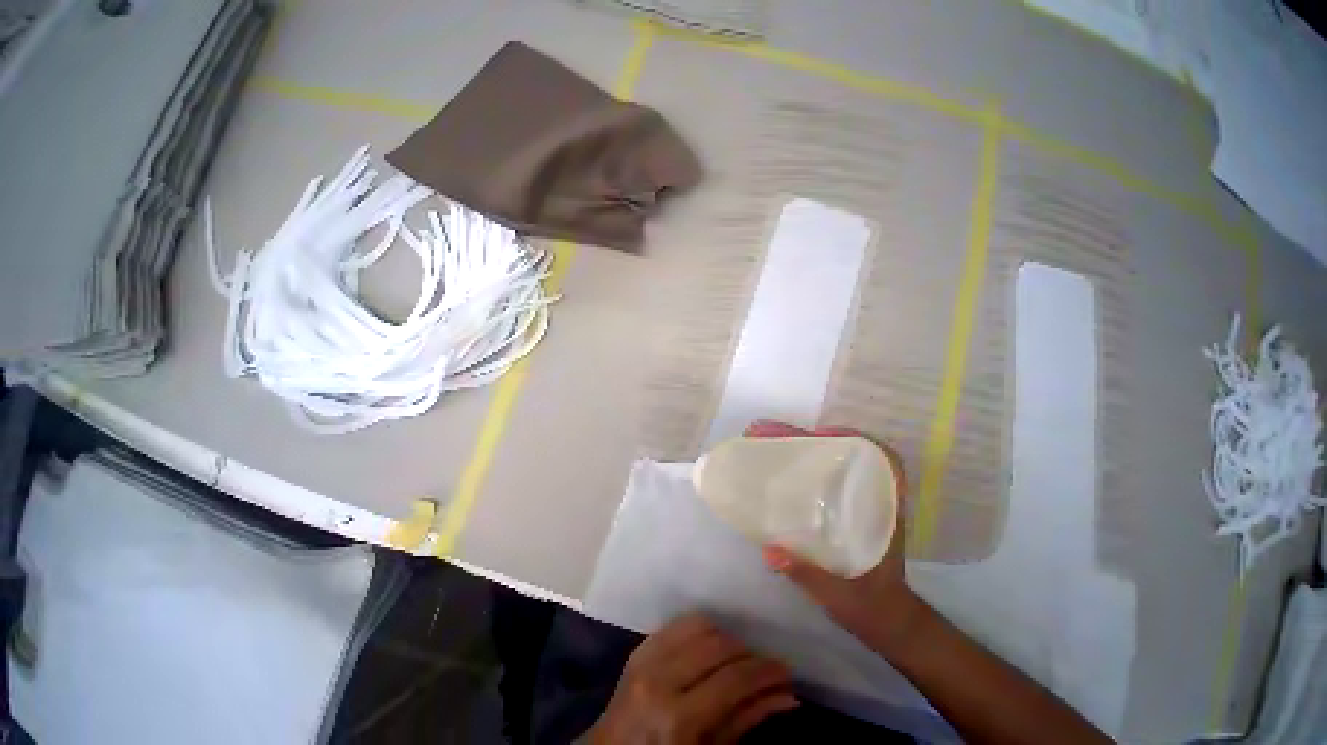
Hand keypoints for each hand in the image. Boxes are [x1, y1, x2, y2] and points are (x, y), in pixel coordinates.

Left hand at [586, 614, 799, 743]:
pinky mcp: (641, 646)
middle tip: (765, 666)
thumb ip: (745, 721)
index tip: (785, 671)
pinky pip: (680, 623)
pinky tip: (713, 646)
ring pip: (701, 625)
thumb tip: (786, 696)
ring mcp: (647, 656)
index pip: (732, 680)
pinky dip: (703, 629)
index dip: (764, 672)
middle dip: (748, 653)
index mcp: (678, 718)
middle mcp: (661, 678)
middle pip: (718, 645)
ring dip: (727, 637)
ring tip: (739, 658)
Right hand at [746, 421, 926, 658]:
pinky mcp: (845, 511)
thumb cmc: (873, 608)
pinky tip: (779, 469)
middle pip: (848, 454)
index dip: (853, 438)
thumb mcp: (841, 596)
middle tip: (770, 434)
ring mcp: (859, 503)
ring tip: (768, 442)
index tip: (818, 433)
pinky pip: (826, 477)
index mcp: (883, 512)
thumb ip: (808, 574)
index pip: (883, 459)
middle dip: (809, 437)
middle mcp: (873, 500)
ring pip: (834, 462)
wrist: (887, 624)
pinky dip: (803, 465)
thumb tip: (770, 550)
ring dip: (803, 447)